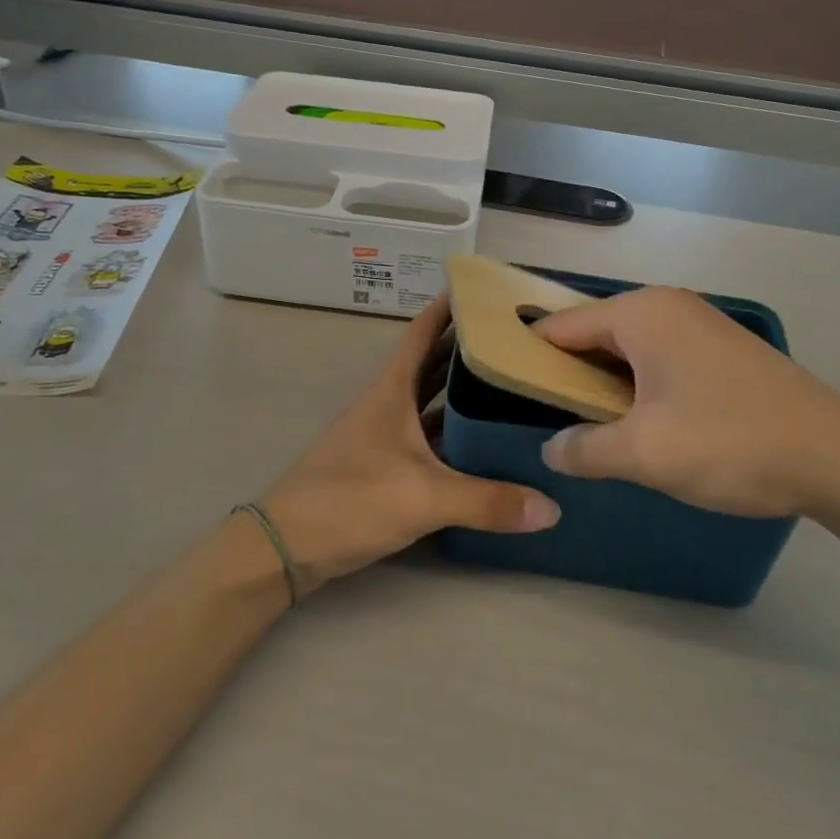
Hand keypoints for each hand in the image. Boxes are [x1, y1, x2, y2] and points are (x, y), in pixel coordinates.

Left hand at [257, 297, 559, 595]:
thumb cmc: (351, 500)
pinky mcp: (385, 466)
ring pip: (432, 403)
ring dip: (464, 393)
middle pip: (433, 364)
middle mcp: (390, 403)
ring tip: (511, 385)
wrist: (287, 546)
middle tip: (517, 341)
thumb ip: (487, 502)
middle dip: (469, 349)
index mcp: (393, 390)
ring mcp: (386, 435)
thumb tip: (552, 508)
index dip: (448, 308)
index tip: (484, 291)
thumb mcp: (424, 498)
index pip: (422, 333)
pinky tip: (485, 443)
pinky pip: (430, 438)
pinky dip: (455, 434)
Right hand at [535, 288, 839, 524]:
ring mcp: (698, 325)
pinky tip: (635, 422)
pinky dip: (636, 385)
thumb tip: (550, 450)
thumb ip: (584, 449)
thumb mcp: (645, 453)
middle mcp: (667, 306)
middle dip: (566, 374)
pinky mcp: (721, 351)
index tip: (502, 387)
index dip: (527, 356)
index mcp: (641, 313)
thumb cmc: (731, 443)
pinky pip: (658, 359)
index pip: (561, 327)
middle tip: (541, 416)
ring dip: (603, 385)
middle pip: (594, 334)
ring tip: (583, 426)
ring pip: (627, 350)